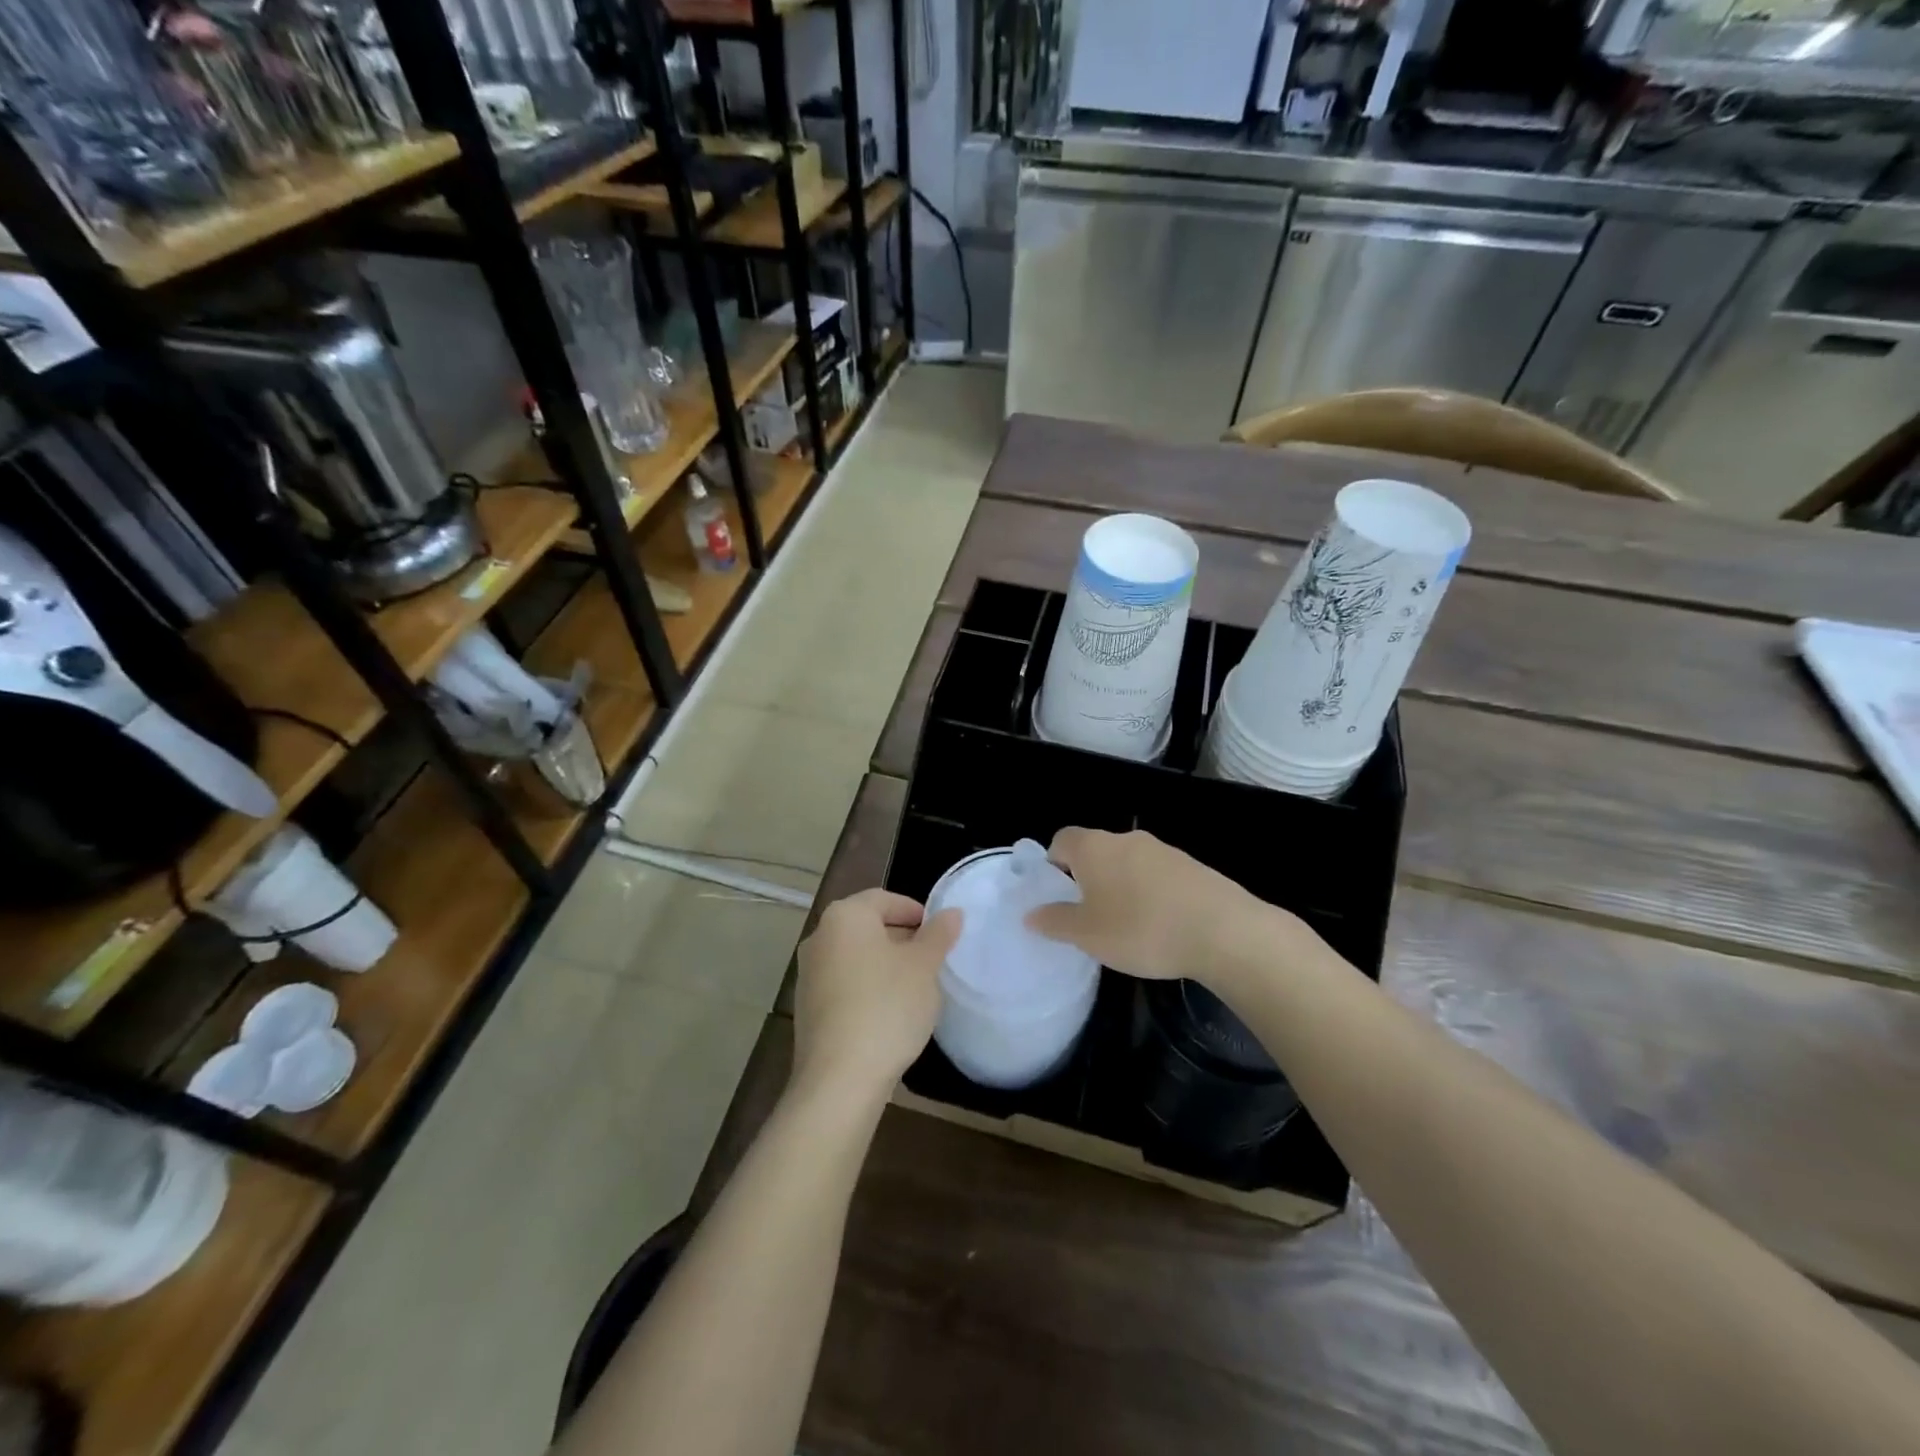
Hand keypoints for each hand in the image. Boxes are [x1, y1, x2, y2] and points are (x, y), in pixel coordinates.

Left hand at [791, 889, 961, 1101]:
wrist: (840, 1078)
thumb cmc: (887, 1006)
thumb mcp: (924, 967)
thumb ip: (939, 935)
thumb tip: (952, 913)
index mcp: (845, 916)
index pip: (884, 899)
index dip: (915, 911)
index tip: (939, 933)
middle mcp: (819, 937)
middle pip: (867, 926)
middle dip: (901, 938)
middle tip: (932, 960)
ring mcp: (808, 974)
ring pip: (855, 956)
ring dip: (884, 965)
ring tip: (915, 987)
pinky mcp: (807, 1007)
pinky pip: (844, 984)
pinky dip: (867, 988)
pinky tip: (889, 1012)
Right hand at [1026, 827, 1286, 983]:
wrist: (1222, 931)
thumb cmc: (1140, 929)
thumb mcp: (1087, 935)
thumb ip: (1055, 922)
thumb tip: (1031, 914)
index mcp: (1094, 848)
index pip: (1061, 839)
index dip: (1054, 864)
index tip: (1058, 895)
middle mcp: (1126, 839)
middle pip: (1096, 850)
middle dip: (1088, 878)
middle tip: (1089, 915)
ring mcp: (1163, 850)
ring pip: (1129, 863)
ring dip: (1122, 886)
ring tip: (1128, 926)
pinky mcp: (1192, 866)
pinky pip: (1158, 876)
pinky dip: (1152, 894)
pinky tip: (1161, 926)